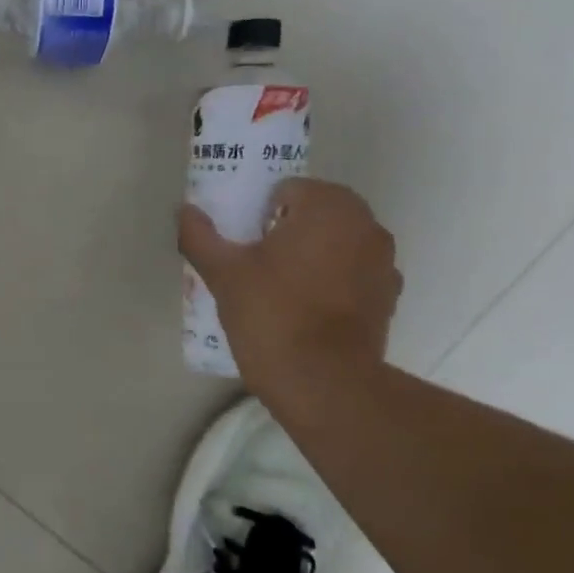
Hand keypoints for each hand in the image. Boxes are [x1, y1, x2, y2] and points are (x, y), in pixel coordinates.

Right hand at [179, 179, 401, 418]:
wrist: (323, 382)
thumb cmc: (272, 314)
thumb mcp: (223, 274)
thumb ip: (200, 236)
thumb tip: (184, 211)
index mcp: (328, 207)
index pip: (288, 190)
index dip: (260, 214)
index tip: (245, 244)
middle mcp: (366, 224)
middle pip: (317, 214)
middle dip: (289, 231)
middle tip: (257, 265)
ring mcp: (384, 262)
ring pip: (338, 243)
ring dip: (314, 255)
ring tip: (282, 290)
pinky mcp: (389, 296)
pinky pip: (354, 274)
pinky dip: (334, 282)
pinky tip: (309, 311)